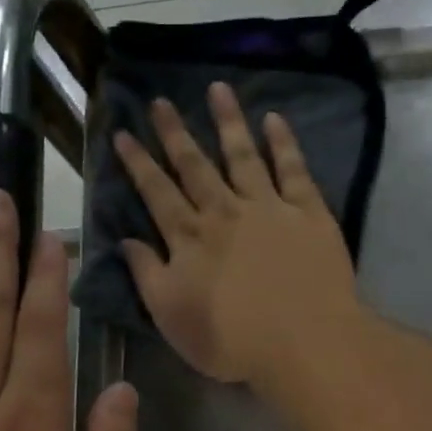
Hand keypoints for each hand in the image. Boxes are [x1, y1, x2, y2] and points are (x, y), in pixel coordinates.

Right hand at [114, 83, 360, 388]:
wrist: (302, 342)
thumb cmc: (230, 340)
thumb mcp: (171, 317)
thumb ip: (147, 275)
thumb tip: (126, 241)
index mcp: (189, 239)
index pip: (156, 193)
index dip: (138, 163)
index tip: (123, 133)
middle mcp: (224, 212)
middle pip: (195, 166)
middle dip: (175, 133)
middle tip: (160, 100)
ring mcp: (268, 207)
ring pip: (243, 155)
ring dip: (228, 121)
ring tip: (217, 89)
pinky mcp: (308, 213)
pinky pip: (294, 169)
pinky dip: (284, 142)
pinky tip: (274, 119)